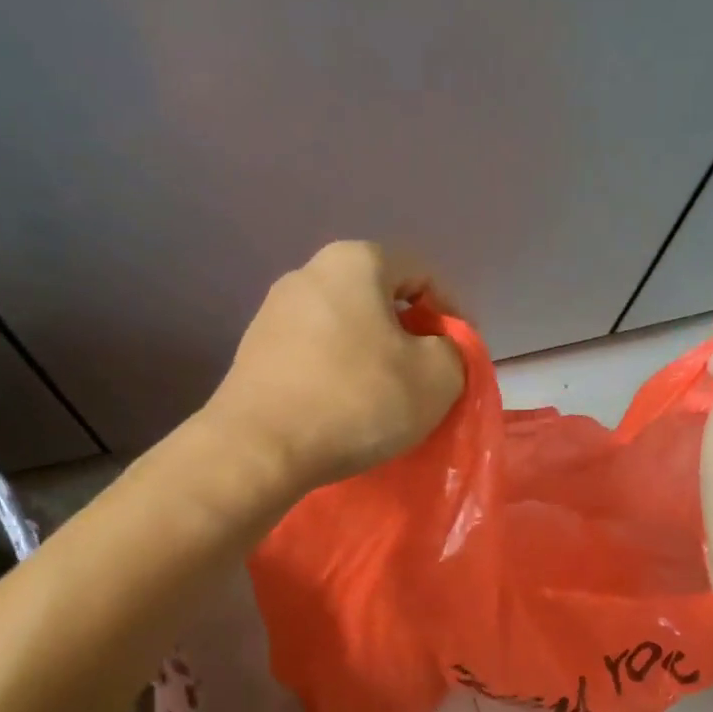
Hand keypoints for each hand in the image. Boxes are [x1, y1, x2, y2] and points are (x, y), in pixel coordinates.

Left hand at [206, 241, 465, 491]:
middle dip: (409, 337)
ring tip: (385, 401)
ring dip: (372, 359)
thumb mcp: (437, 377)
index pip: (422, 274)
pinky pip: (314, 355)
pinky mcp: (253, 353)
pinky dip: (337, 376)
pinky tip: (344, 411)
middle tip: (426, 380)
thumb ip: (454, 352)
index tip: (458, 358)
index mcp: (355, 262)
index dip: (451, 314)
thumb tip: (437, 350)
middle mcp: (308, 273)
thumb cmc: (357, 400)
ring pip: (345, 329)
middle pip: (379, 300)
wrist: (260, 449)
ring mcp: (273, 313)